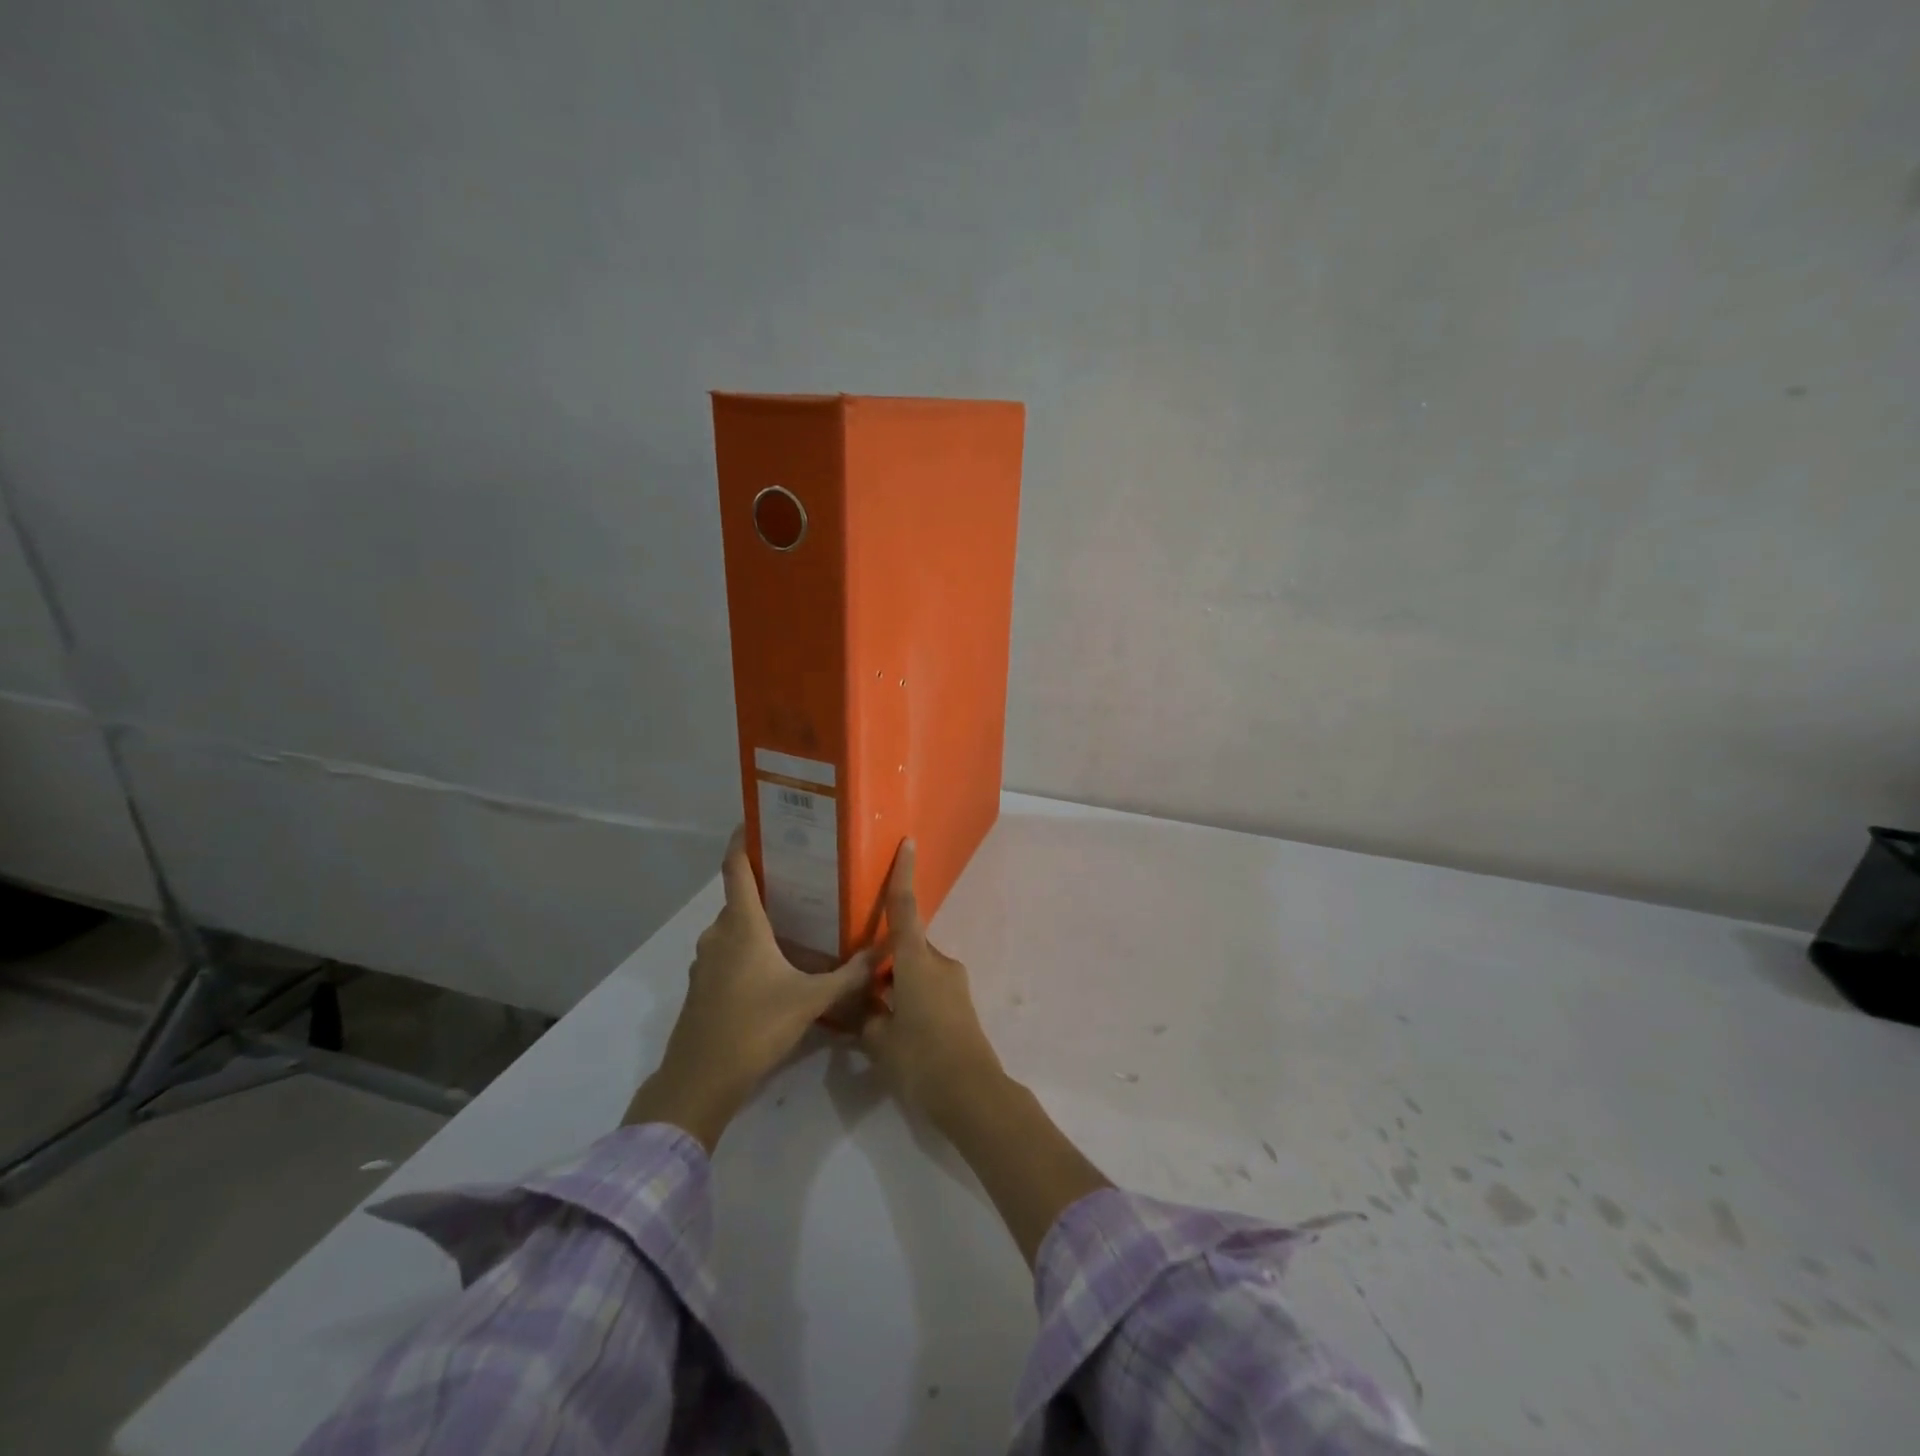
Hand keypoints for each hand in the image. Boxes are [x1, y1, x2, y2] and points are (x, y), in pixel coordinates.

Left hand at [624, 827, 875, 1148]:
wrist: (700, 1080)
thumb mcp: (811, 1000)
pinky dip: (747, 944)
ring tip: (794, 916)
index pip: (736, 867)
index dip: (742, 840)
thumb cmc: (754, 1027)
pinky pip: (726, 949)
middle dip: (766, 882)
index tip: (756, 820)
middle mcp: (718, 933)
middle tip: (802, 875)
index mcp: (742, 924)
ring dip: (757, 917)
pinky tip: (774, 961)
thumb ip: (850, 975)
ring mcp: (706, 960)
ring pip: (733, 925)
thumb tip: (886, 951)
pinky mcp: (703, 985)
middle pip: (739, 896)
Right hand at [858, 840, 1005, 1129]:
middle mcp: (938, 963)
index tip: (908, 843)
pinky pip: (928, 989)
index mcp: (916, 962)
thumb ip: (868, 1018)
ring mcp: (954, 983)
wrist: (972, 1094)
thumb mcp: (879, 1042)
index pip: (905, 909)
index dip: (903, 875)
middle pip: (906, 947)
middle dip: (884, 960)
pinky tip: (896, 1030)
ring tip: (874, 1016)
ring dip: (897, 984)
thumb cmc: (921, 1059)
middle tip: (857, 983)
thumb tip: (866, 1009)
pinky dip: (910, 998)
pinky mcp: (961, 1004)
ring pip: (916, 971)